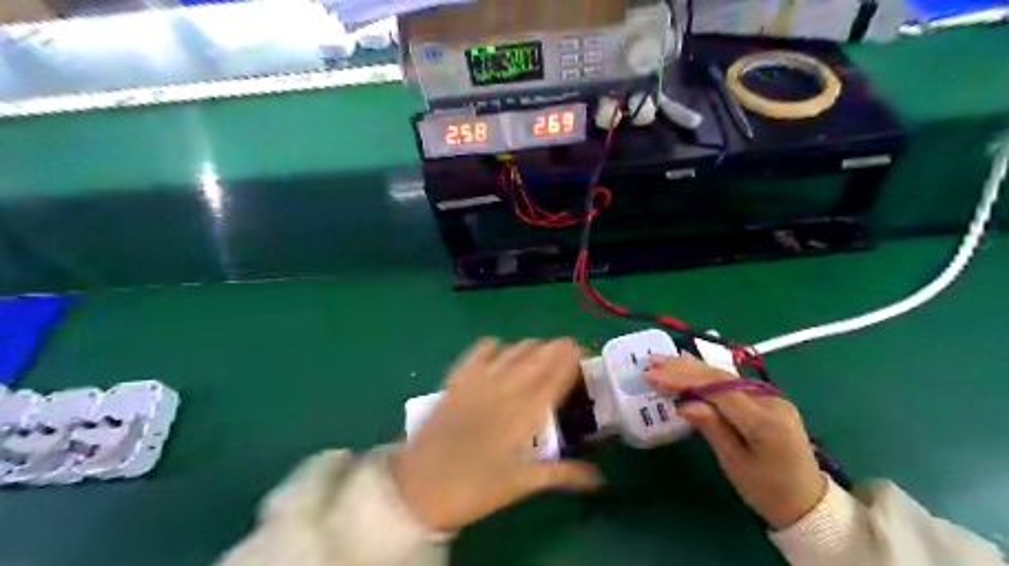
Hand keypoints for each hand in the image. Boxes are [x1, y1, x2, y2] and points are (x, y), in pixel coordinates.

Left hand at [391, 340, 597, 529]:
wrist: (417, 487)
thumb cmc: (474, 489)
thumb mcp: (520, 485)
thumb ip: (562, 474)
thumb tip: (600, 478)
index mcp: (524, 414)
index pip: (554, 378)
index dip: (570, 361)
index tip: (582, 352)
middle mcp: (505, 389)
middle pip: (536, 357)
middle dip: (556, 348)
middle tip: (569, 349)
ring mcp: (479, 381)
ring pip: (512, 351)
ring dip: (530, 347)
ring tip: (541, 351)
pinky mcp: (457, 380)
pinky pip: (478, 352)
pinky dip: (493, 347)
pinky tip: (499, 351)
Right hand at [646, 354, 827, 530]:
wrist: (807, 502)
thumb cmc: (766, 491)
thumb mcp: (734, 463)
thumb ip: (712, 428)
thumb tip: (683, 404)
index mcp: (765, 421)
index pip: (718, 390)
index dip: (684, 379)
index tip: (653, 376)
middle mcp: (770, 401)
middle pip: (720, 377)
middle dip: (683, 368)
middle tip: (651, 363)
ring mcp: (770, 397)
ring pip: (724, 375)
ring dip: (691, 366)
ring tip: (662, 359)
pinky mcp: (765, 399)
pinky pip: (730, 383)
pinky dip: (705, 374)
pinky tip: (688, 364)